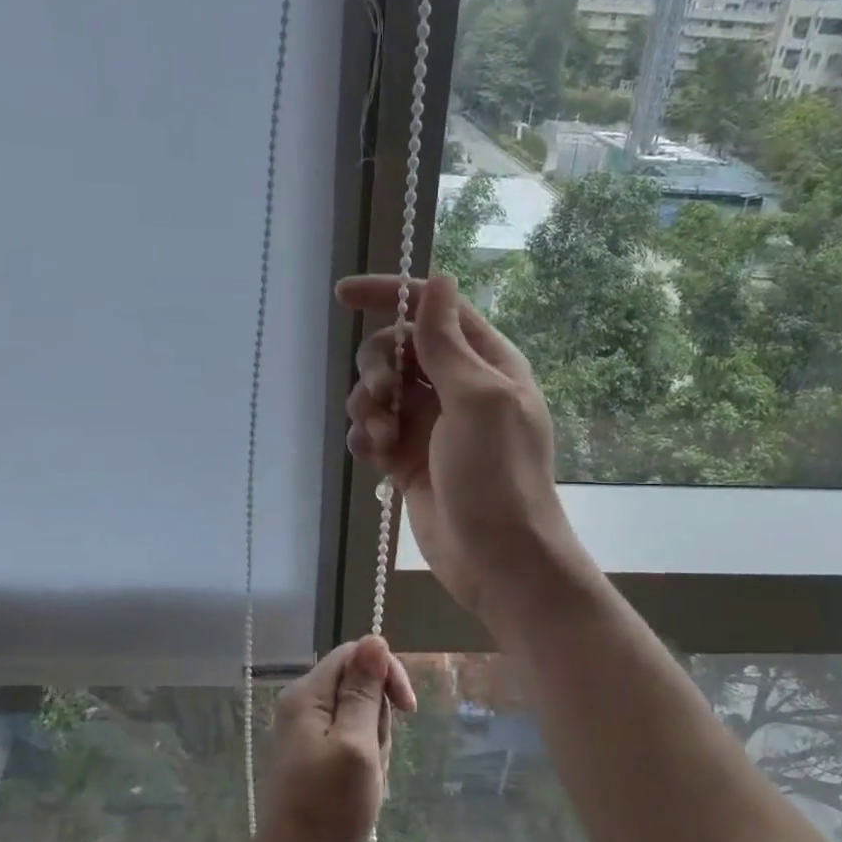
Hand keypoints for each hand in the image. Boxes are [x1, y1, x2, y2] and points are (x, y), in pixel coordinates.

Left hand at [253, 636, 415, 841]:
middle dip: (378, 718)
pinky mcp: (315, 754)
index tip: (407, 709)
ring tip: (366, 778)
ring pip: (360, 714)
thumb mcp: (357, 745)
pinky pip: (352, 739)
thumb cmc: (329, 808)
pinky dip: (365, 759)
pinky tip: (361, 787)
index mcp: (307, 695)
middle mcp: (303, 704)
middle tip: (373, 757)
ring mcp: (308, 731)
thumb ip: (364, 691)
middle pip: (358, 684)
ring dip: (374, 743)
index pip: (355, 654)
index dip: (385, 672)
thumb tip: (375, 638)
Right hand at [337, 272, 584, 624]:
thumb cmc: (497, 474)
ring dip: (368, 408)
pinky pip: (373, 433)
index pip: (432, 309)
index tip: (342, 296)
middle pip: (396, 350)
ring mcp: (431, 425)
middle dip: (377, 368)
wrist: (498, 559)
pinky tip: (374, 460)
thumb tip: (438, 282)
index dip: (389, 295)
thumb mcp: (477, 400)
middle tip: (381, 399)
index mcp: (484, 363)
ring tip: (381, 439)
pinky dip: (365, 440)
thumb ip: (447, 343)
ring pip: (378, 392)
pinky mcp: (409, 459)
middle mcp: (456, 387)